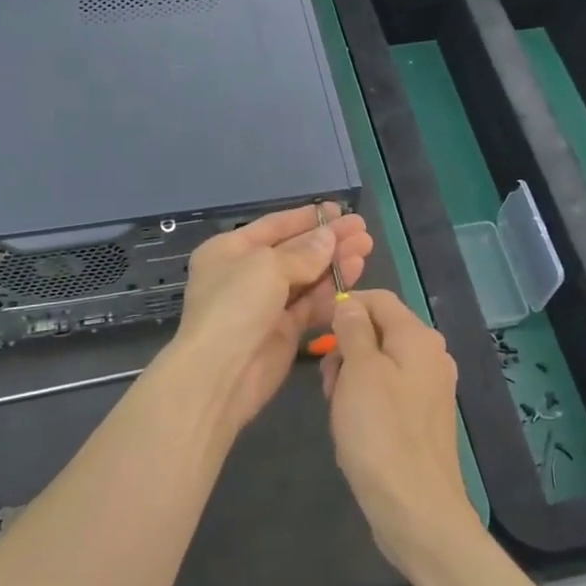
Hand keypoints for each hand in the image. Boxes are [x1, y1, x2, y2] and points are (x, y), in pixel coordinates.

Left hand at [168, 203, 370, 434]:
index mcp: (229, 250)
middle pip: (294, 251)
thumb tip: (328, 238)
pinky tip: (355, 276)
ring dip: (334, 263)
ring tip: (366, 248)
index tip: (340, 211)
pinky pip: (310, 305)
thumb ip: (303, 252)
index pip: (274, 225)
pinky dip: (331, 291)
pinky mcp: (283, 331)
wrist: (219, 374)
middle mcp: (245, 274)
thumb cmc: (235, 306)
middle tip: (363, 230)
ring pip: (306, 277)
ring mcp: (265, 304)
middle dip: (328, 240)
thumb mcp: (267, 266)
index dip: (307, 217)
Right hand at [322, 290, 480, 577]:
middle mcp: (431, 356)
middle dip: (346, 348)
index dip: (345, 306)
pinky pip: (388, 392)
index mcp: (419, 338)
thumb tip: (349, 303)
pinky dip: (366, 400)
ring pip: (379, 363)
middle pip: (378, 331)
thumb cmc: (381, 433)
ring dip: (352, 377)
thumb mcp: (359, 371)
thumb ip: (353, 329)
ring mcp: (430, 389)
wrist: (416, 511)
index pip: (378, 299)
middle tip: (328, 382)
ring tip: (338, 410)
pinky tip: (354, 427)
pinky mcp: (423, 418)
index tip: (315, 331)